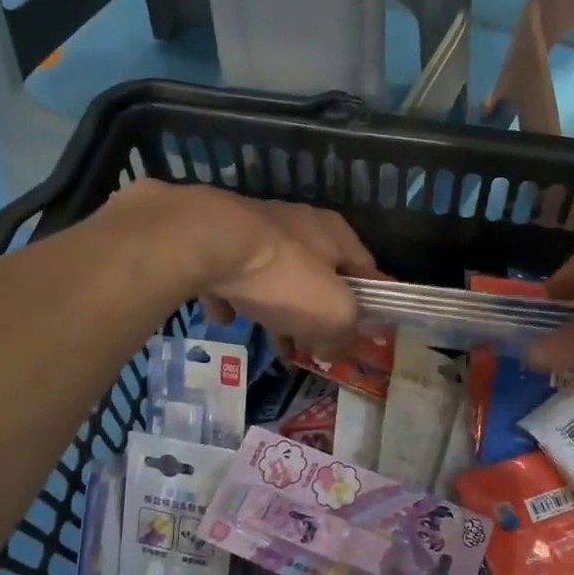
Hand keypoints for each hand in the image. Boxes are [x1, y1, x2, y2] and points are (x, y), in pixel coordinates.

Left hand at [99, 181, 379, 352]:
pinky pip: (231, 275)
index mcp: (336, 234)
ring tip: (274, 344)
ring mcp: (254, 229)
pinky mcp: (216, 239)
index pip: (367, 271)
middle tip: (314, 348)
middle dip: (317, 316)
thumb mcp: (333, 313)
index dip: (369, 305)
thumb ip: (345, 333)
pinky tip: (225, 316)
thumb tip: (337, 349)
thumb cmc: (283, 276)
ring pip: (275, 278)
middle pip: (318, 277)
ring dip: (277, 310)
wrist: (204, 242)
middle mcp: (299, 225)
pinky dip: (232, 297)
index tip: (362, 336)